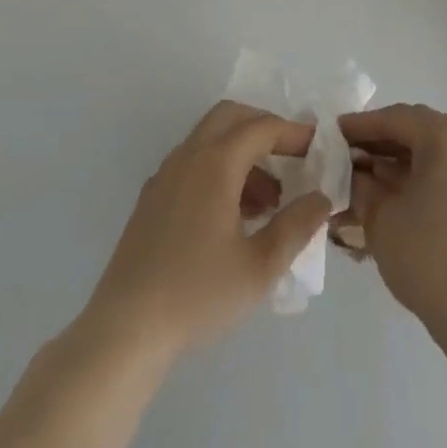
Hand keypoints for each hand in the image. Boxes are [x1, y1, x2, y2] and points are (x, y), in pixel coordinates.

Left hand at [85, 100, 332, 354]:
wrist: (124, 330)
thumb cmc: (197, 294)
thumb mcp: (260, 266)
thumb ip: (296, 226)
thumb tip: (321, 198)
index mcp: (215, 162)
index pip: (262, 127)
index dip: (293, 133)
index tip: (318, 148)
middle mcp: (188, 156)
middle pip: (231, 117)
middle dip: (264, 128)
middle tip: (291, 157)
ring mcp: (165, 175)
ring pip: (210, 141)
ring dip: (243, 154)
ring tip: (269, 201)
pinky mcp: (152, 199)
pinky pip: (193, 164)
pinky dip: (220, 170)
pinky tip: (233, 217)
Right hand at [336, 104, 446, 338]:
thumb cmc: (428, 256)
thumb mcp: (380, 215)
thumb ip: (361, 182)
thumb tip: (353, 171)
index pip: (394, 118)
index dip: (359, 126)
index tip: (331, 134)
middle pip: (417, 131)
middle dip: (380, 143)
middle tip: (346, 158)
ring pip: (434, 151)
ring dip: (400, 161)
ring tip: (366, 179)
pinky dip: (423, 176)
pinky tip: (397, 194)